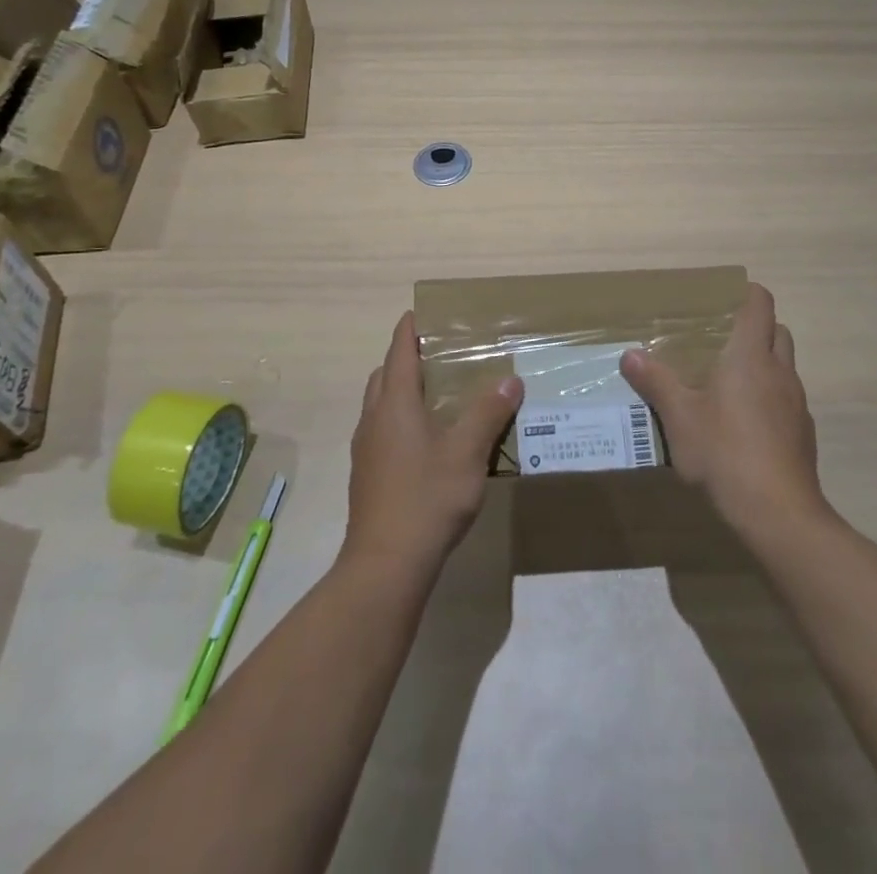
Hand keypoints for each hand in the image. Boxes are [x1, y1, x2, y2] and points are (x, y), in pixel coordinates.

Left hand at [342, 311, 521, 575]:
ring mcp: (366, 449)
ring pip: (380, 404)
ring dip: (401, 390)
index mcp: (394, 404)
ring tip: (438, 394)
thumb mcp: (468, 453)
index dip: (410, 329)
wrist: (385, 565)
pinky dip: (399, 419)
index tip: (423, 313)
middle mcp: (374, 419)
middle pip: (384, 375)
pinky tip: (427, 440)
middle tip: (440, 354)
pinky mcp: (366, 474)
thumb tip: (510, 380)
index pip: (399, 351)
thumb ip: (488, 413)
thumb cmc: (427, 498)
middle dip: (406, 358)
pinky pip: (381, 430)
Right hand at [619, 283, 827, 538]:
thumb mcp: (679, 417)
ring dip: (762, 364)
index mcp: (750, 356)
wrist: (779, 513)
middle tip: (719, 341)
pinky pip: (786, 400)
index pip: (760, 302)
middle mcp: (779, 371)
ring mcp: (796, 403)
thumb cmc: (725, 452)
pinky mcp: (803, 433)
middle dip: (754, 328)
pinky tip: (743, 426)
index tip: (721, 299)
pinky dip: (769, 399)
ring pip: (784, 366)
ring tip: (727, 383)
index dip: (745, 293)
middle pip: (777, 331)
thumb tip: (630, 354)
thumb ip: (655, 382)